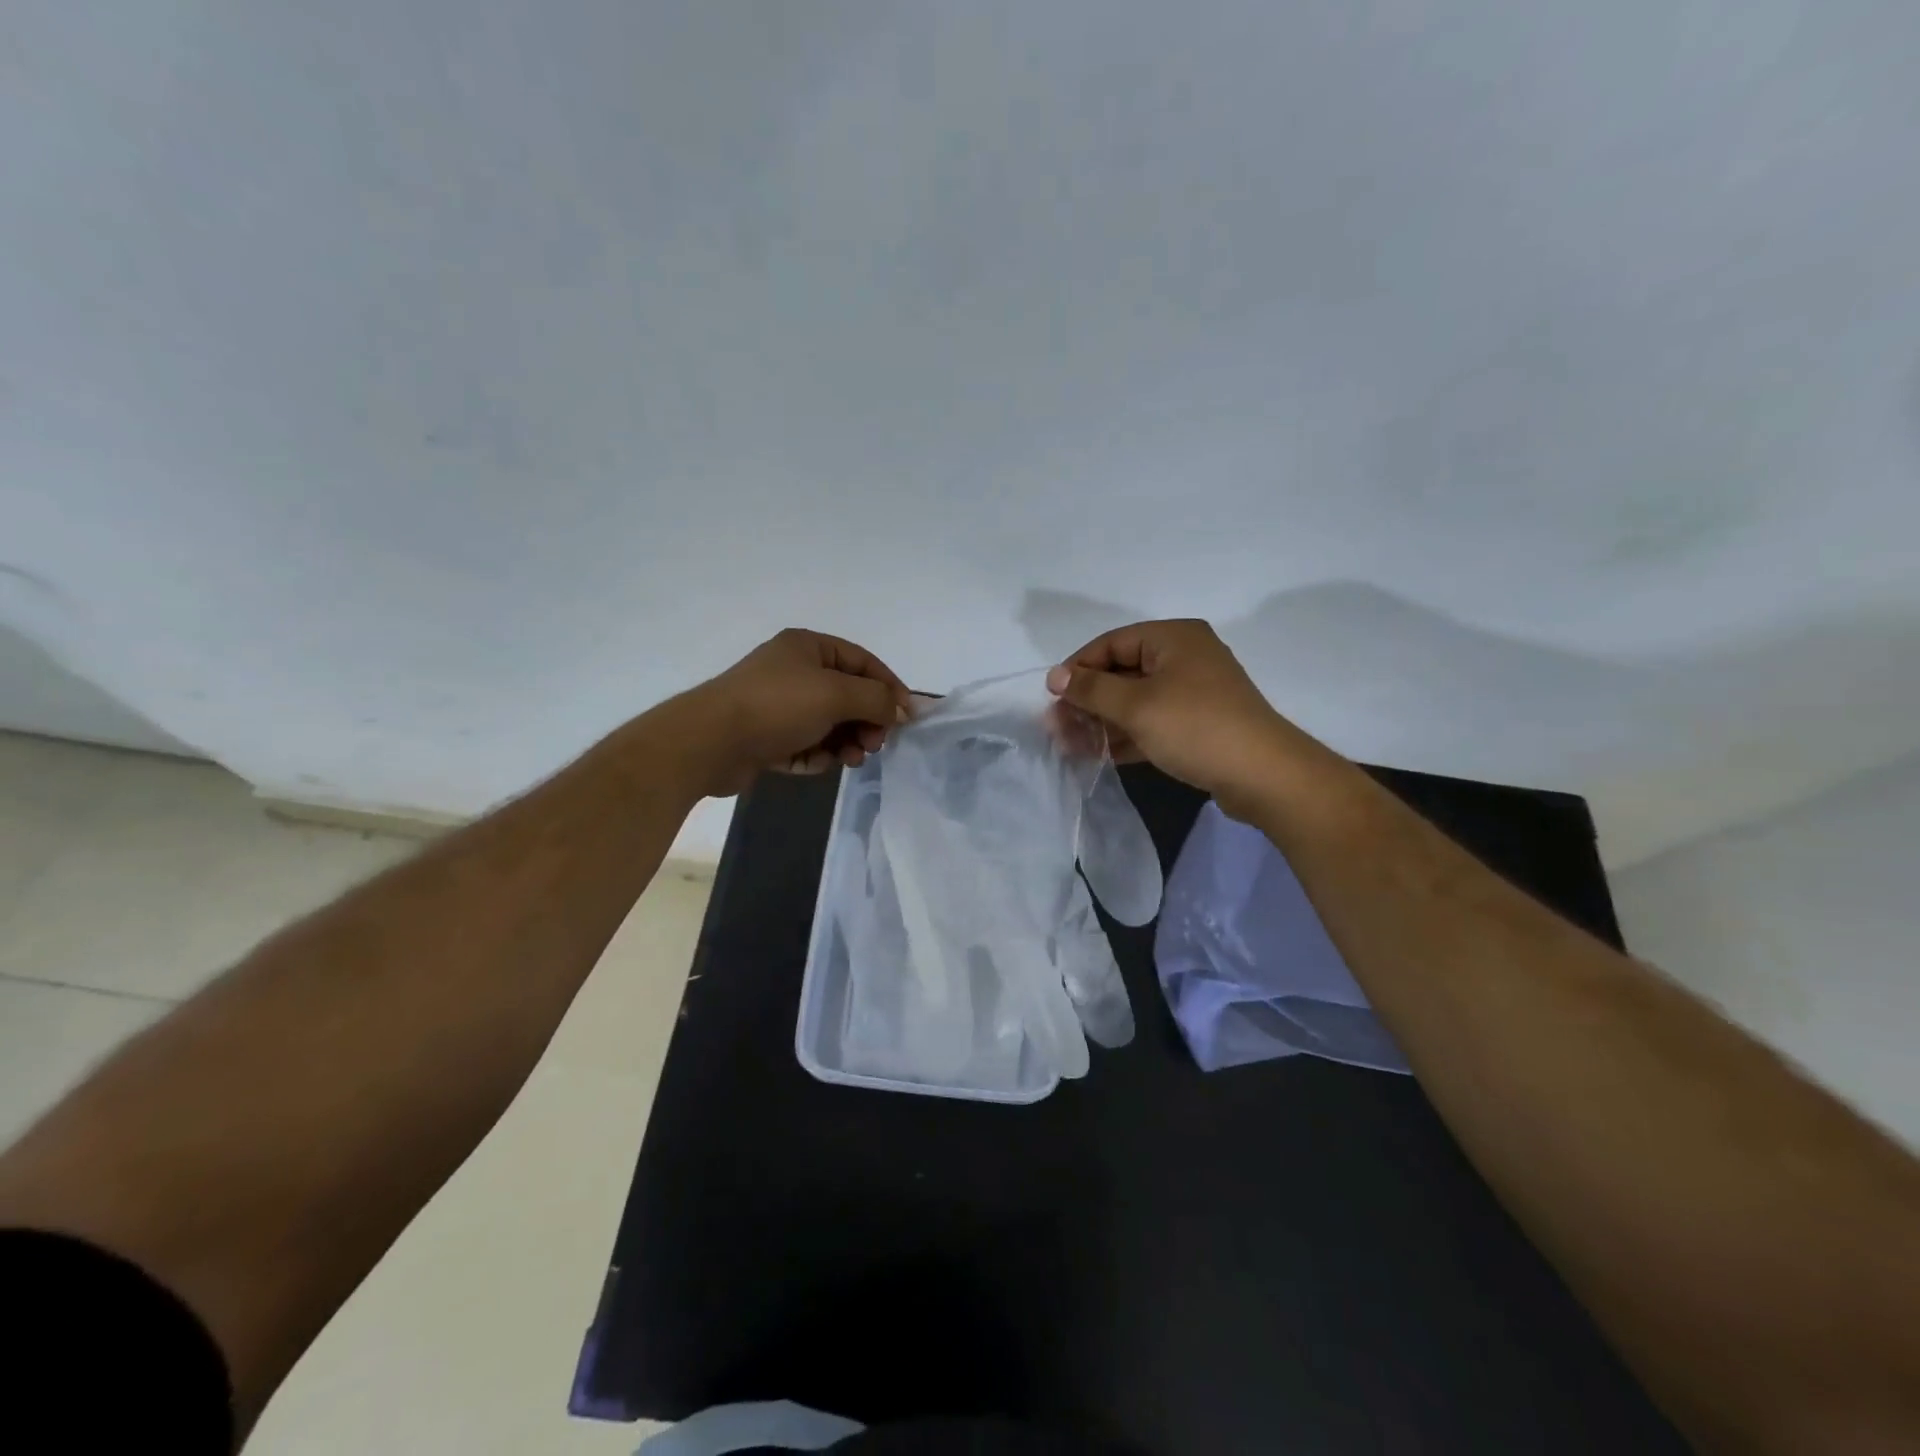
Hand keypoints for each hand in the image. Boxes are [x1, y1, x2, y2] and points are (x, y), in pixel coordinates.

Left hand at [682, 628, 911, 795]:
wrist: (710, 742)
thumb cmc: (777, 706)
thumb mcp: (836, 694)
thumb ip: (876, 699)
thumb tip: (900, 709)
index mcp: (808, 647)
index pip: (863, 662)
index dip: (889, 687)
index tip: (907, 717)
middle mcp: (793, 671)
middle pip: (847, 695)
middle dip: (865, 721)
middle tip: (874, 744)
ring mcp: (778, 705)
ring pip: (829, 724)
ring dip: (845, 742)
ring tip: (850, 759)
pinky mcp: (766, 737)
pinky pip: (806, 744)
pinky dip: (817, 754)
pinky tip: (817, 763)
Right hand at [1045, 619, 1320, 815]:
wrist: (1263, 775)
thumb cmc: (1195, 727)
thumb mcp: (1136, 706)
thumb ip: (1091, 689)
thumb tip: (1055, 675)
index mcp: (1173, 638)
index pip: (1112, 643)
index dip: (1078, 668)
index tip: (1052, 697)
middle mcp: (1184, 657)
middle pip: (1122, 672)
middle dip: (1087, 700)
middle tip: (1056, 727)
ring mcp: (1193, 692)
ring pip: (1135, 701)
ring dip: (1102, 722)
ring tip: (1069, 745)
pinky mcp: (1198, 724)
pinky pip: (1152, 722)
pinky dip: (1126, 735)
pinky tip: (1098, 755)